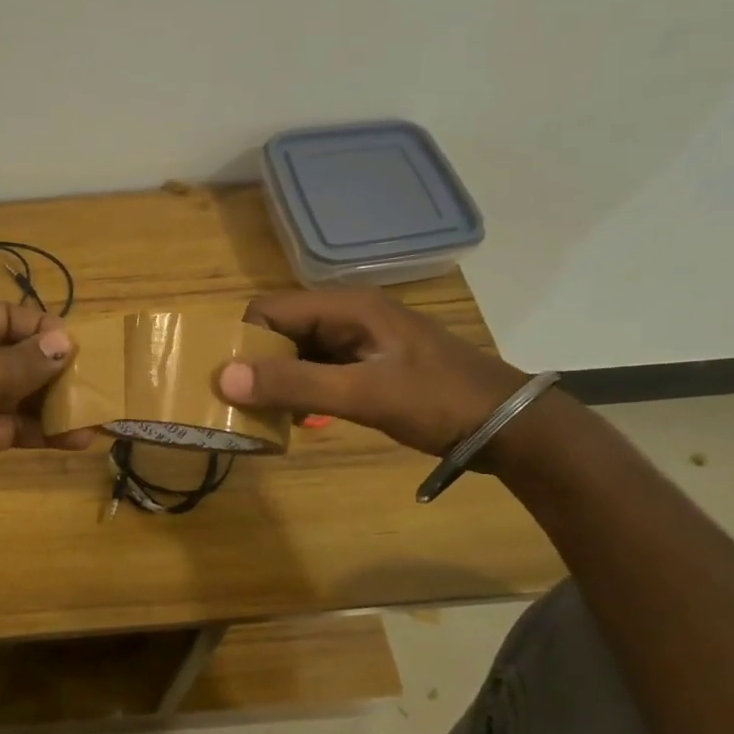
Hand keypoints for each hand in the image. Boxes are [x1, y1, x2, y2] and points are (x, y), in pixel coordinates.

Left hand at [0, 295, 89, 532]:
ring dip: (53, 406)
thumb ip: (24, 360)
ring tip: (96, 419)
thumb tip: (66, 342)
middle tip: (100, 389)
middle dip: (56, 372)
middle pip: (16, 356)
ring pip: (16, 394)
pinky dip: (38, 432)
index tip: (86, 351)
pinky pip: (9, 426)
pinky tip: (74, 440)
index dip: (47, 331)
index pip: (11, 316)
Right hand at [217, 288, 527, 456]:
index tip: (231, 383)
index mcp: (346, 307)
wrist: (509, 426)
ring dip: (278, 379)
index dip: (244, 342)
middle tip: (242, 404)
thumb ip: (294, 384)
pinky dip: (301, 388)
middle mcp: (348, 314)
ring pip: (297, 350)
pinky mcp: (368, 362)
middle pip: (281, 329)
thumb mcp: (362, 394)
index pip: (269, 310)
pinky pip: (318, 368)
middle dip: (257, 363)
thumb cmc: (437, 401)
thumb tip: (223, 378)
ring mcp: (360, 339)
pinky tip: (298, 416)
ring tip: (264, 414)